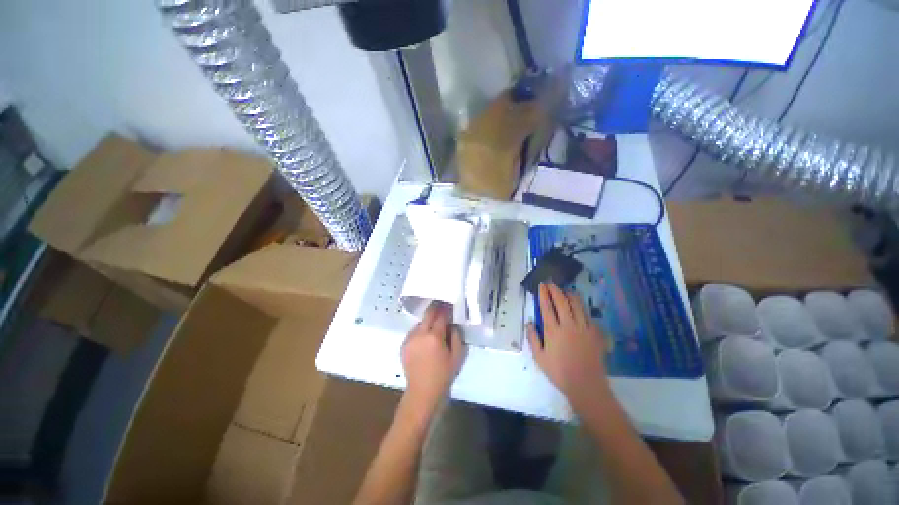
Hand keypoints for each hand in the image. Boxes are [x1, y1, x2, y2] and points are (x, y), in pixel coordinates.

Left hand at [401, 302, 466, 416]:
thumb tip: (453, 324)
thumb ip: (457, 336)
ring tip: (433, 324)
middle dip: (436, 308)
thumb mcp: (457, 356)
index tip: (450, 304)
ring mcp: (410, 339)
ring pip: (420, 322)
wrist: (422, 392)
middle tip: (442, 306)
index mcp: (434, 337)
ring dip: (427, 320)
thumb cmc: (443, 375)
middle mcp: (420, 334)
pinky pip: (413, 331)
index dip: (446, 309)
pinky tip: (425, 337)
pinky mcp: (404, 344)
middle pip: (428, 314)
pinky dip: (420, 330)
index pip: (441, 316)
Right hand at [527, 283, 611, 412]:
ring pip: (578, 305)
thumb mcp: (539, 357)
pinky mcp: (595, 333)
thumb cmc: (559, 372)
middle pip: (562, 301)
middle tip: (552, 284)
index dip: (544, 294)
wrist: (586, 385)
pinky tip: (580, 308)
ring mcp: (583, 328)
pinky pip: (588, 315)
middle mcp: (568, 325)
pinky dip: (582, 308)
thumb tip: (529, 322)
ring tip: (566, 291)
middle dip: (556, 290)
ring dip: (571, 295)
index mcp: (553, 330)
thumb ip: (533, 338)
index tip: (542, 285)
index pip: (547, 306)